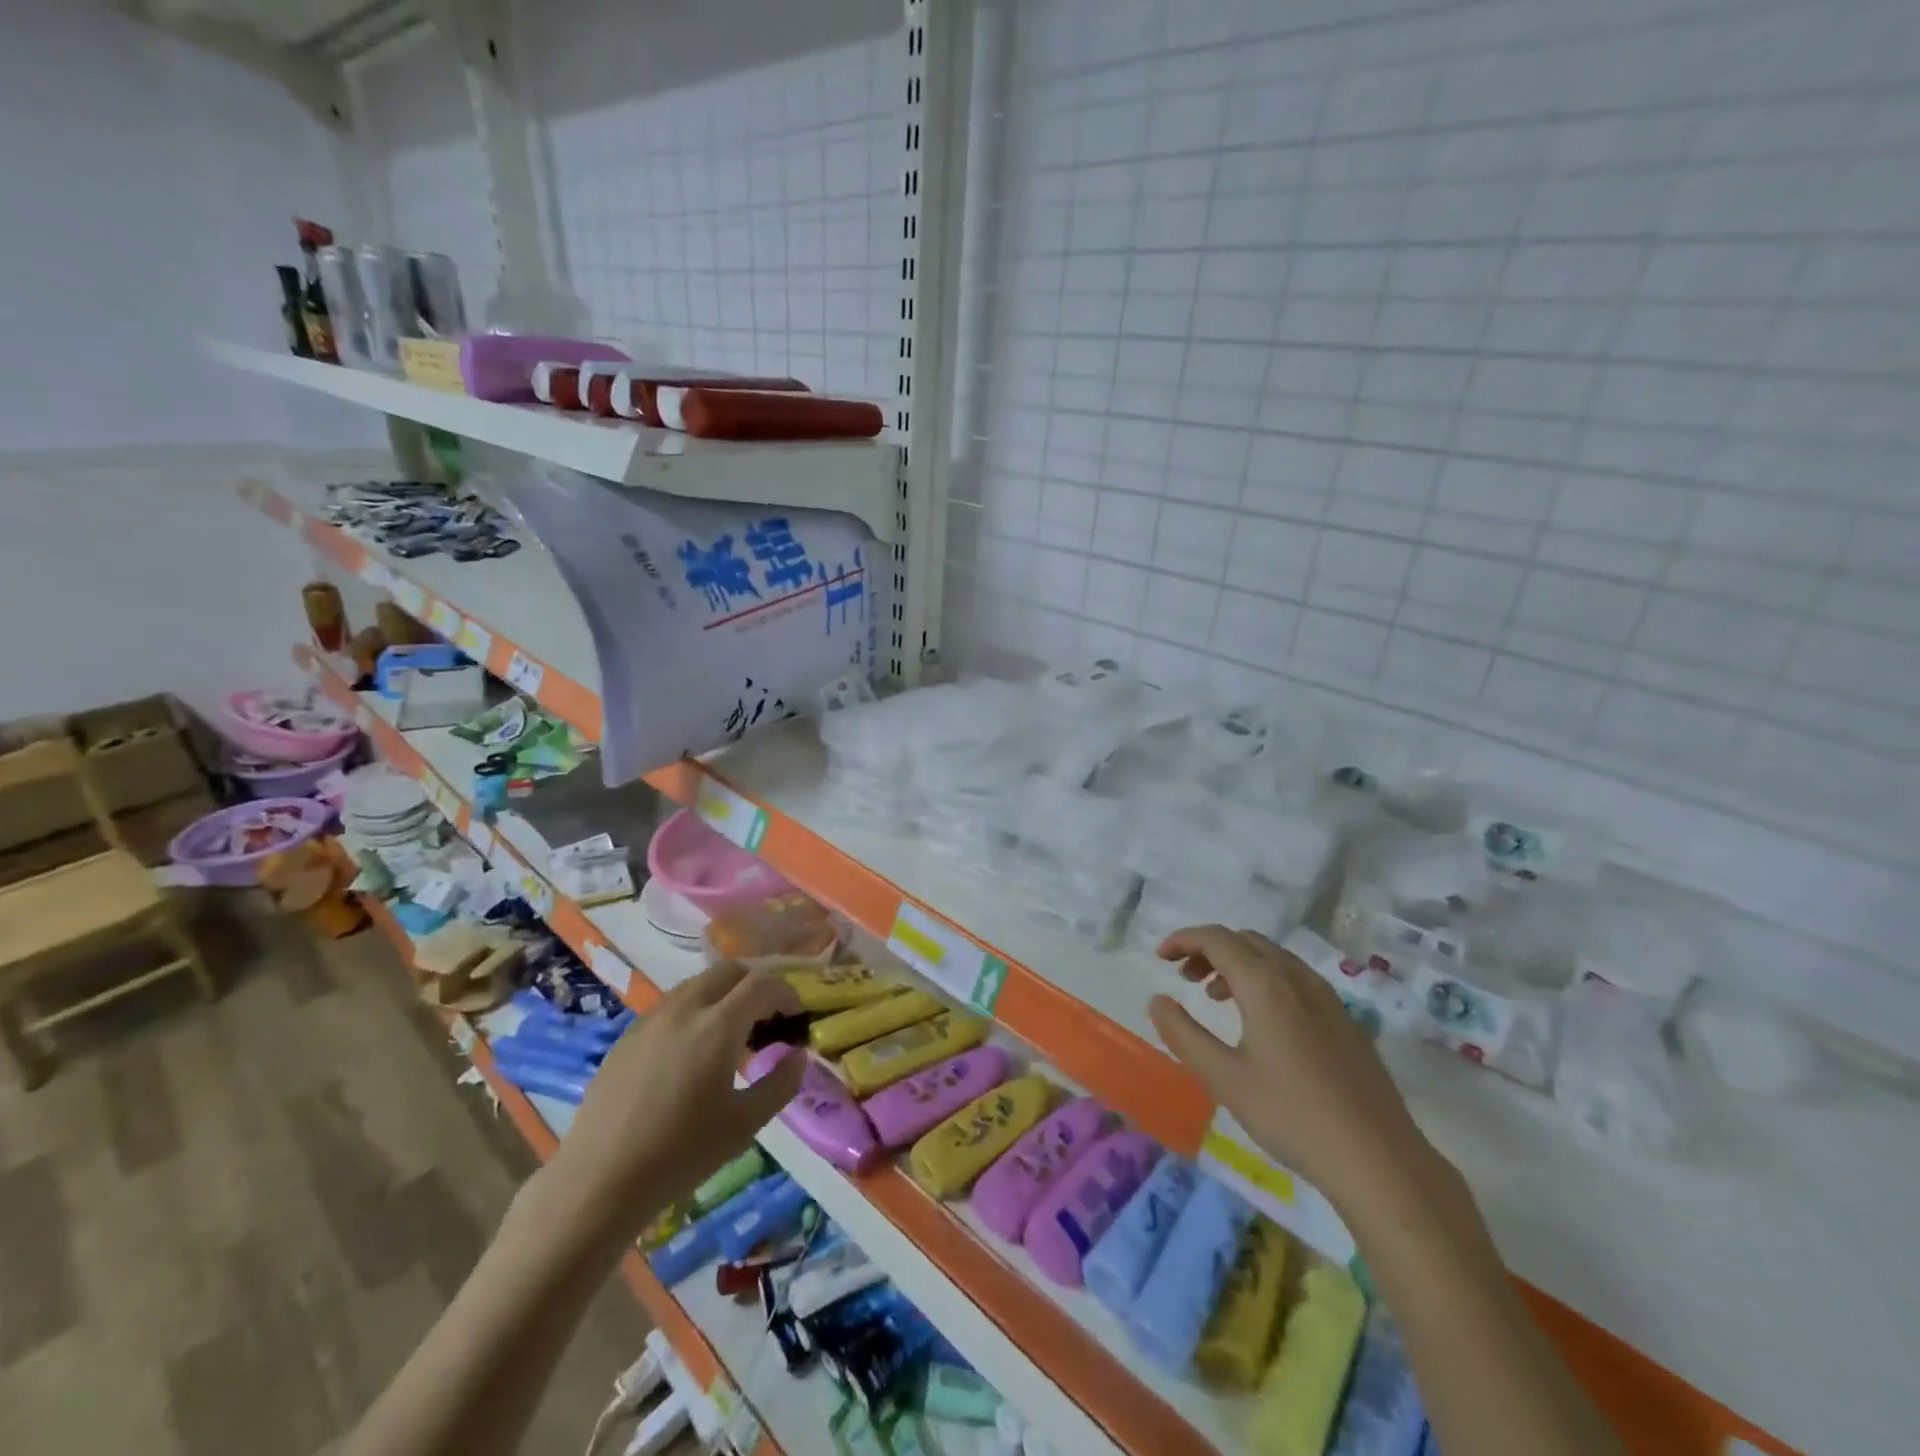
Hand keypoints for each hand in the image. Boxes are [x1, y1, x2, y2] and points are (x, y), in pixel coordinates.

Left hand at [540, 962, 804, 1240]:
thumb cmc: (680, 1154)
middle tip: (768, 1018)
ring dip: (725, 994)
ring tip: (732, 1034)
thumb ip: (780, 1084)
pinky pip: (672, 1004)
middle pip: (730, 970)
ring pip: (698, 983)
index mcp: (718, 1025)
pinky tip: (693, 1051)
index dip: (787, 994)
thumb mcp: (745, 1124)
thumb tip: (796, 1057)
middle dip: (756, 985)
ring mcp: (652, 1019)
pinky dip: (696, 1010)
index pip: (763, 984)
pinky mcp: (628, 1036)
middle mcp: (685, 1008)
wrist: (598, 1181)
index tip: (796, 1018)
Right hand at [1149, 925, 1440, 1216]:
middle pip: (1246, 941)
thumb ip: (1184, 1035)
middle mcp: (1298, 979)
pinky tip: (1261, 1022)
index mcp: (1266, 985)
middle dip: (1209, 949)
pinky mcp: (1345, 1022)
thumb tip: (1157, 1001)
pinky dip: (1265, 980)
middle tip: (1184, 977)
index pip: (1218, 939)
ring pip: (1273, 958)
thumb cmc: (1293, 1116)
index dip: (1184, 939)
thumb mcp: (1224, 1079)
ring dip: (1238, 964)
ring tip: (1215, 997)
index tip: (1160, 957)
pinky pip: (1295, 979)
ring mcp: (1328, 999)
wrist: (1381, 1161)